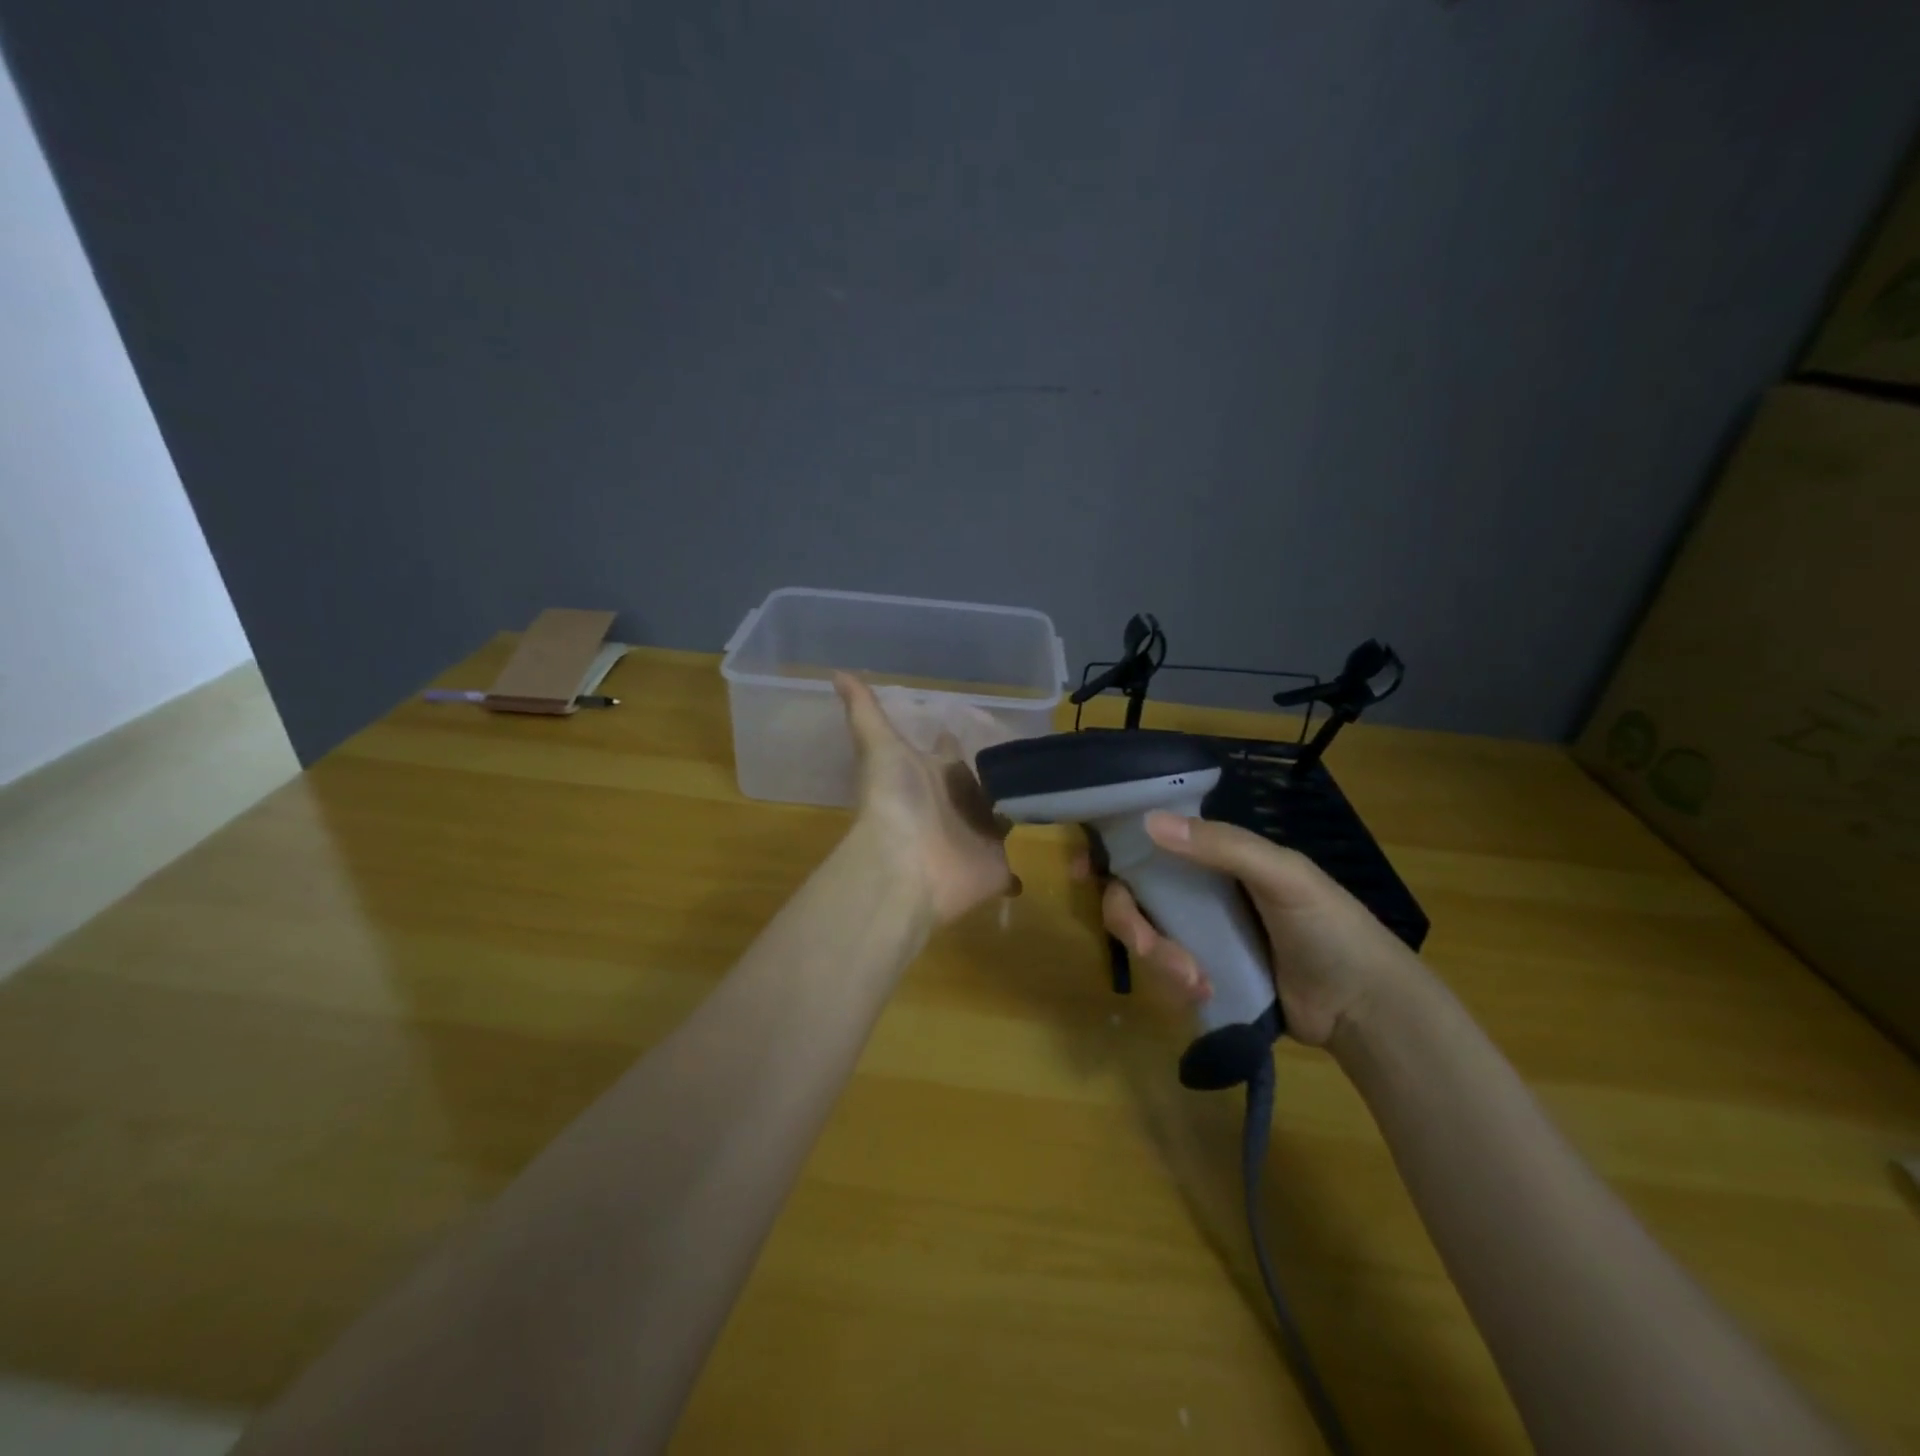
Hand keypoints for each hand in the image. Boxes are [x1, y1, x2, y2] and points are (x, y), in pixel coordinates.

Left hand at [835, 673, 1020, 924]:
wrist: (904, 865)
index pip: (948, 754)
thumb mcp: (879, 747)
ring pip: (1000, 821)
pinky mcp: (996, 869)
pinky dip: (1016, 872)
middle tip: (1024, 763)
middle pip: (978, 787)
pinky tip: (1028, 866)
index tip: (959, 729)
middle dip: (994, 777)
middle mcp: (957, 805)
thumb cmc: (895, 801)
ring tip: (1042, 801)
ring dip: (1012, 814)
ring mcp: (978, 838)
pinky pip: (1010, 869)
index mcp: (935, 776)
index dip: (951, 743)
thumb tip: (837, 672)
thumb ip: (865, 711)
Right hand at [1076, 813, 1414, 1046]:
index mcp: (1215, 858)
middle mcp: (1198, 892)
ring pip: (1146, 937)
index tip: (1083, 870)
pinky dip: (1174, 983)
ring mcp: (1199, 936)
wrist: (1364, 1006)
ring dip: (1159, 959)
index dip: (1112, 851)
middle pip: (1134, 896)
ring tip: (1195, 981)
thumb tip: (1148, 823)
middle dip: (1132, 922)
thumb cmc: (1329, 925)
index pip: (1151, 843)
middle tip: (1149, 948)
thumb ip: (1220, 847)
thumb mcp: (1282, 874)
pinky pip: (1165, 974)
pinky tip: (1203, 993)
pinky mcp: (1203, 976)